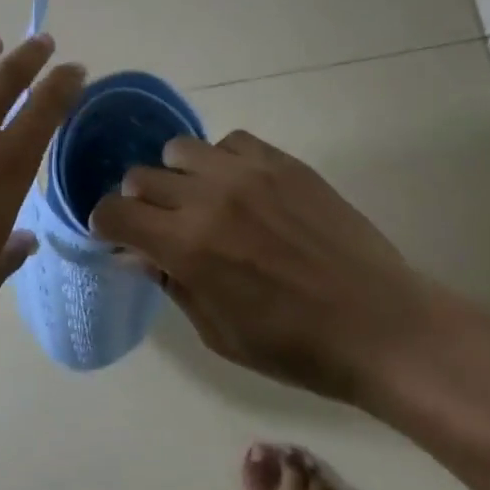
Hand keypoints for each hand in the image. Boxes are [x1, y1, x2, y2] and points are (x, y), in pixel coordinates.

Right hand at [88, 129, 453, 403]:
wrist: (382, 327)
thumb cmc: (295, 348)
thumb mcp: (218, 333)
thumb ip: (172, 283)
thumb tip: (138, 252)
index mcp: (187, 247)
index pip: (114, 212)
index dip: (106, 225)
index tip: (118, 237)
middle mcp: (208, 198)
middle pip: (139, 176)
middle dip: (138, 202)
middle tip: (161, 225)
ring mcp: (247, 173)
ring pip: (179, 149)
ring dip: (177, 176)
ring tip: (200, 200)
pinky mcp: (281, 162)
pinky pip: (229, 142)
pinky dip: (221, 161)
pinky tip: (241, 189)